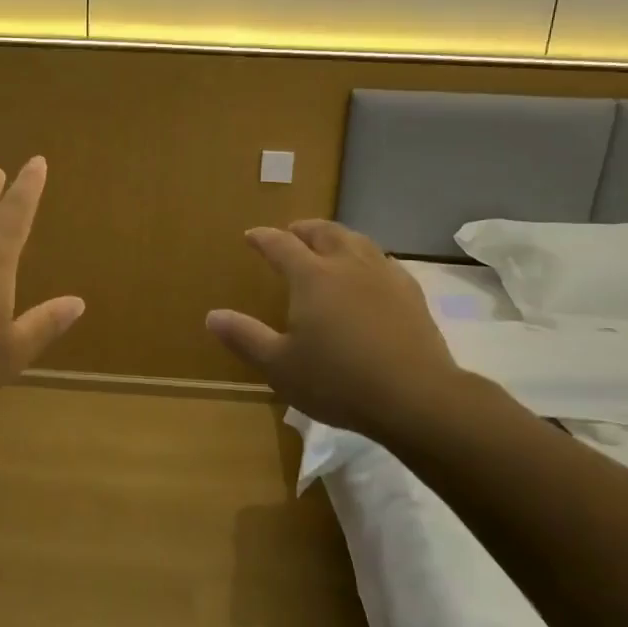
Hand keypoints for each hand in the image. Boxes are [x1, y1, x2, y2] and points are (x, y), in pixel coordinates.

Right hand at [207, 220, 498, 443]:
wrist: (415, 397)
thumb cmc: (338, 381)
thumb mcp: (280, 366)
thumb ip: (245, 338)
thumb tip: (212, 316)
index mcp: (312, 276)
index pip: (281, 244)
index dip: (264, 238)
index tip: (252, 236)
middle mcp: (347, 264)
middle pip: (323, 232)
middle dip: (303, 229)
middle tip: (292, 232)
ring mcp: (383, 276)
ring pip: (357, 241)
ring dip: (337, 237)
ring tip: (329, 244)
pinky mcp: (411, 293)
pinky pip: (385, 261)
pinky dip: (368, 258)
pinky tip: (370, 273)